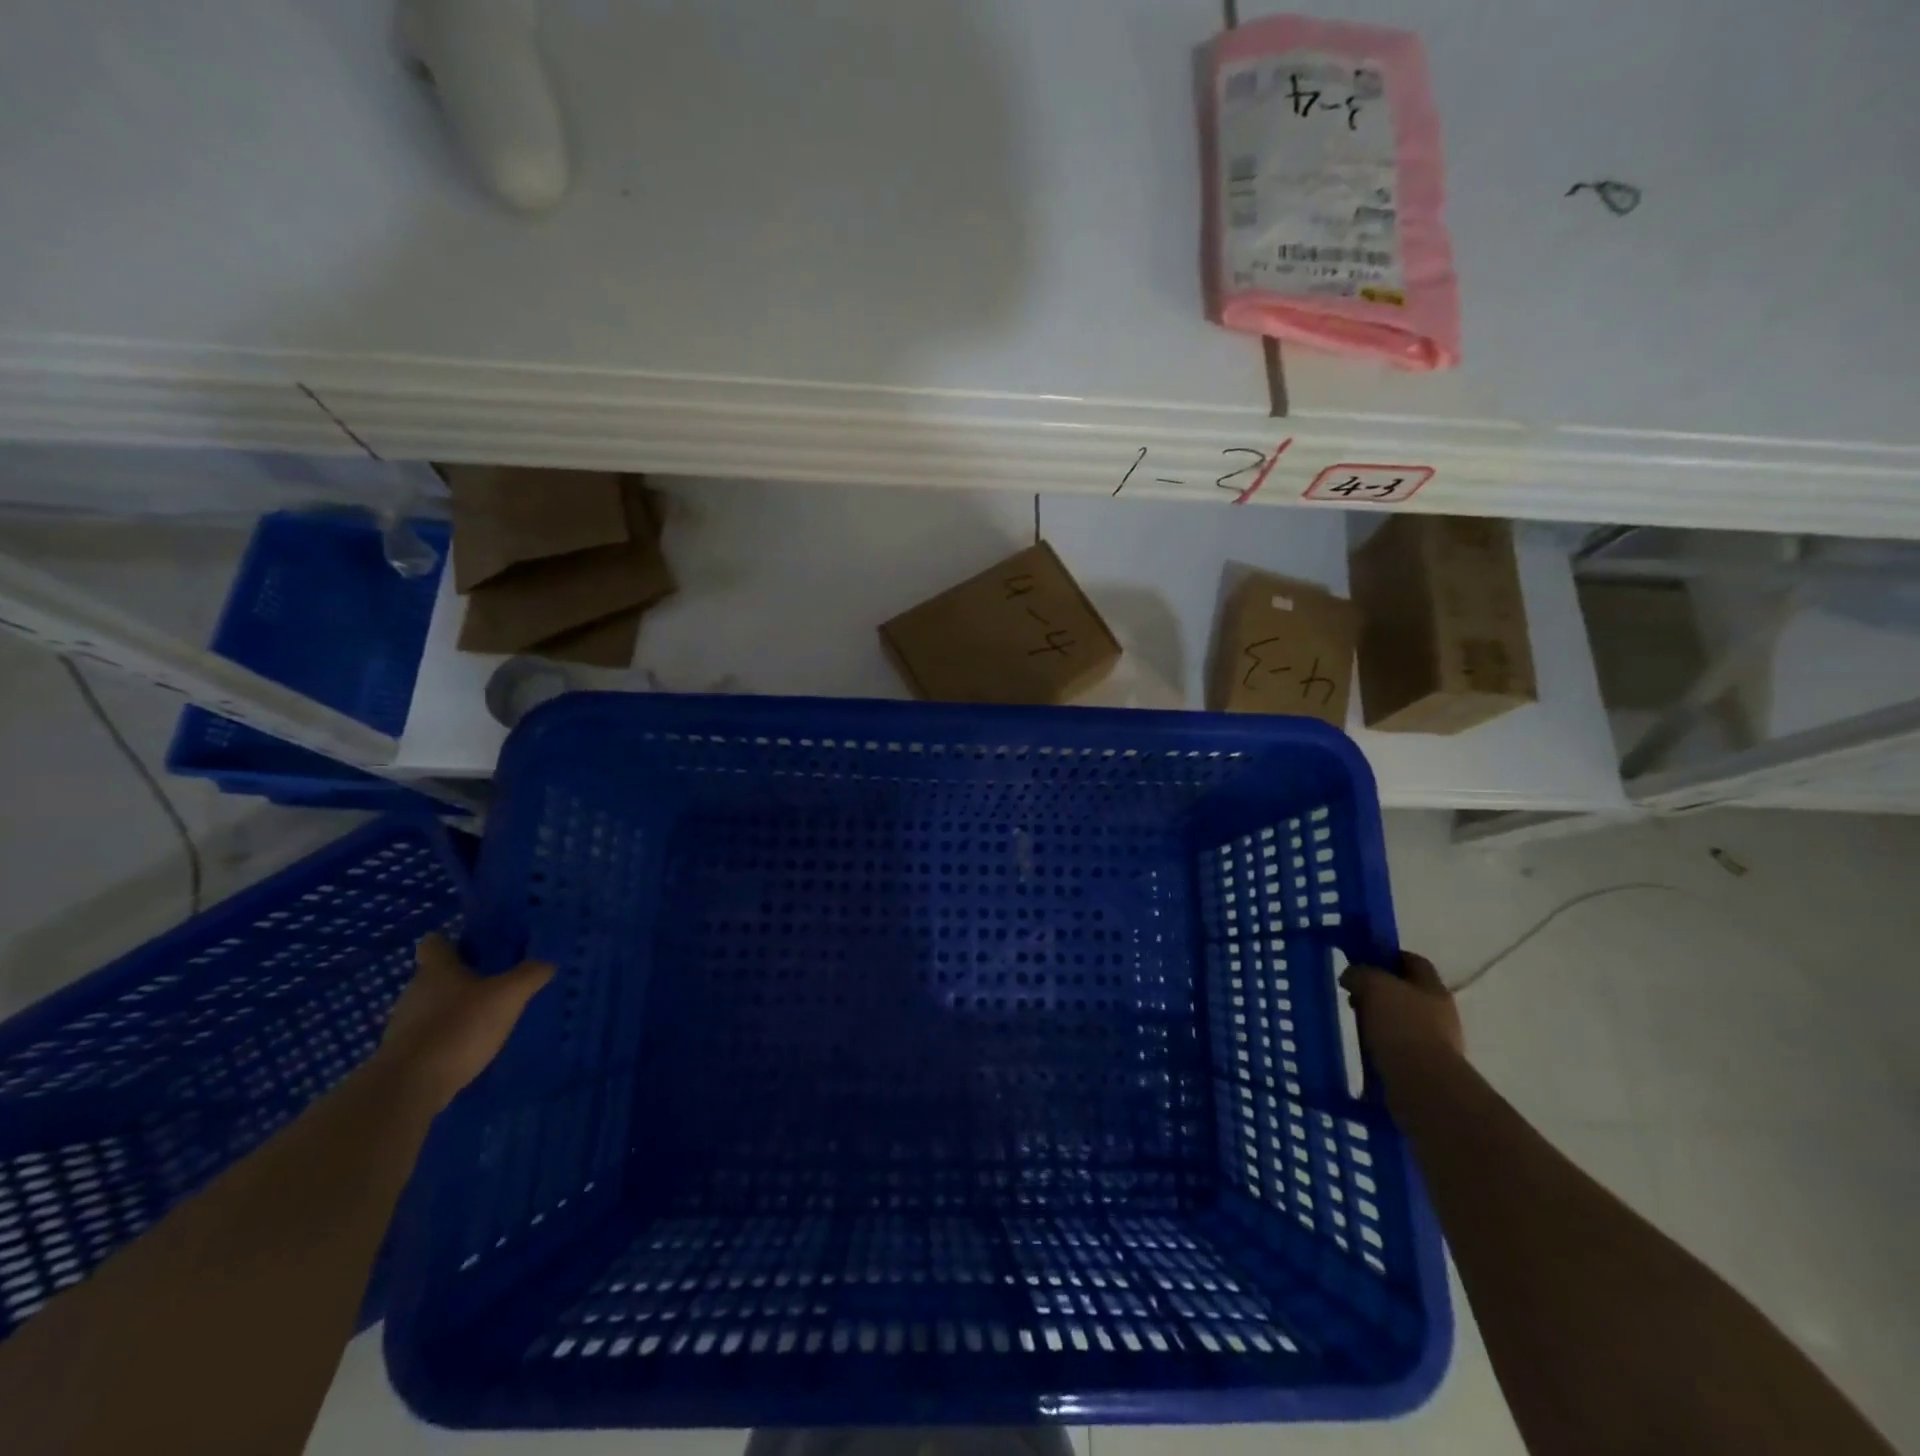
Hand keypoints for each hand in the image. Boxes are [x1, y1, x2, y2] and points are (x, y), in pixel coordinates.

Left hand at [375, 933, 553, 1111]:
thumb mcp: (508, 995)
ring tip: (488, 1016)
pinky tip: (471, 1046)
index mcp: (436, 969)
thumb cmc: (458, 1028)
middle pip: (436, 975)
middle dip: (462, 977)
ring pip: (433, 1006)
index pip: (435, 943)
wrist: (408, 1088)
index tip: (476, 947)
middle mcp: (415, 991)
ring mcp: (404, 1025)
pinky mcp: (403, 1055)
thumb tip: (547, 962)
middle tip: (496, 981)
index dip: (453, 941)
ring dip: (456, 1008)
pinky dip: (448, 1036)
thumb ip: (530, 975)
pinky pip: (430, 1034)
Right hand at [1340, 951, 1463, 1063]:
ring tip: (1354, 1025)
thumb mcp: (1374, 985)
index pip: (1413, 961)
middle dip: (1380, 992)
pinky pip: (1397, 1049)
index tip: (1362, 960)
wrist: (1422, 1085)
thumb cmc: (1401, 1026)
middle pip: (1407, 992)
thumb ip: (1360, 973)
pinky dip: (1381, 1047)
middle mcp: (1440, 1013)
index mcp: (1433, 988)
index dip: (1388, 956)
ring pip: (1401, 1021)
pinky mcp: (1424, 1068)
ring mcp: (1435, 1043)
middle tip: (1353, 995)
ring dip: (1379, 1021)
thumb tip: (1352, 977)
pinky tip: (1363, 1049)